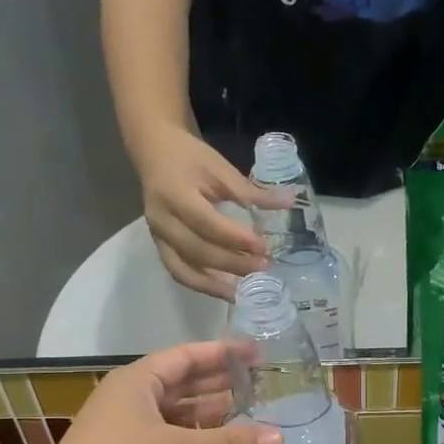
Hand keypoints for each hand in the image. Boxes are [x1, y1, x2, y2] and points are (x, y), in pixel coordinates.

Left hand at [35, 342, 281, 443]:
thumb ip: (230, 443)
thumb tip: (279, 437)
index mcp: (138, 381)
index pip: (186, 356)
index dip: (222, 353)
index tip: (257, 353)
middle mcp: (132, 399)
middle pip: (182, 383)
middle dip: (219, 383)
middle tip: (260, 384)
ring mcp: (127, 430)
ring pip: (176, 414)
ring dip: (209, 415)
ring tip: (249, 415)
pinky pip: (169, 440)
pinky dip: (194, 440)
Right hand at [134, 129, 284, 298]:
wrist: (155, 152)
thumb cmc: (190, 157)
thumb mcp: (221, 168)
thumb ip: (251, 191)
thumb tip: (288, 202)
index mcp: (175, 194)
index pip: (207, 224)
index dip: (235, 238)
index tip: (262, 246)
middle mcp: (162, 220)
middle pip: (197, 251)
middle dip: (231, 264)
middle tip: (262, 267)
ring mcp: (157, 236)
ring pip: (184, 270)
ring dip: (214, 285)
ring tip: (243, 291)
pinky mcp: (159, 246)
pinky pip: (179, 272)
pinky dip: (202, 285)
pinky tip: (225, 290)